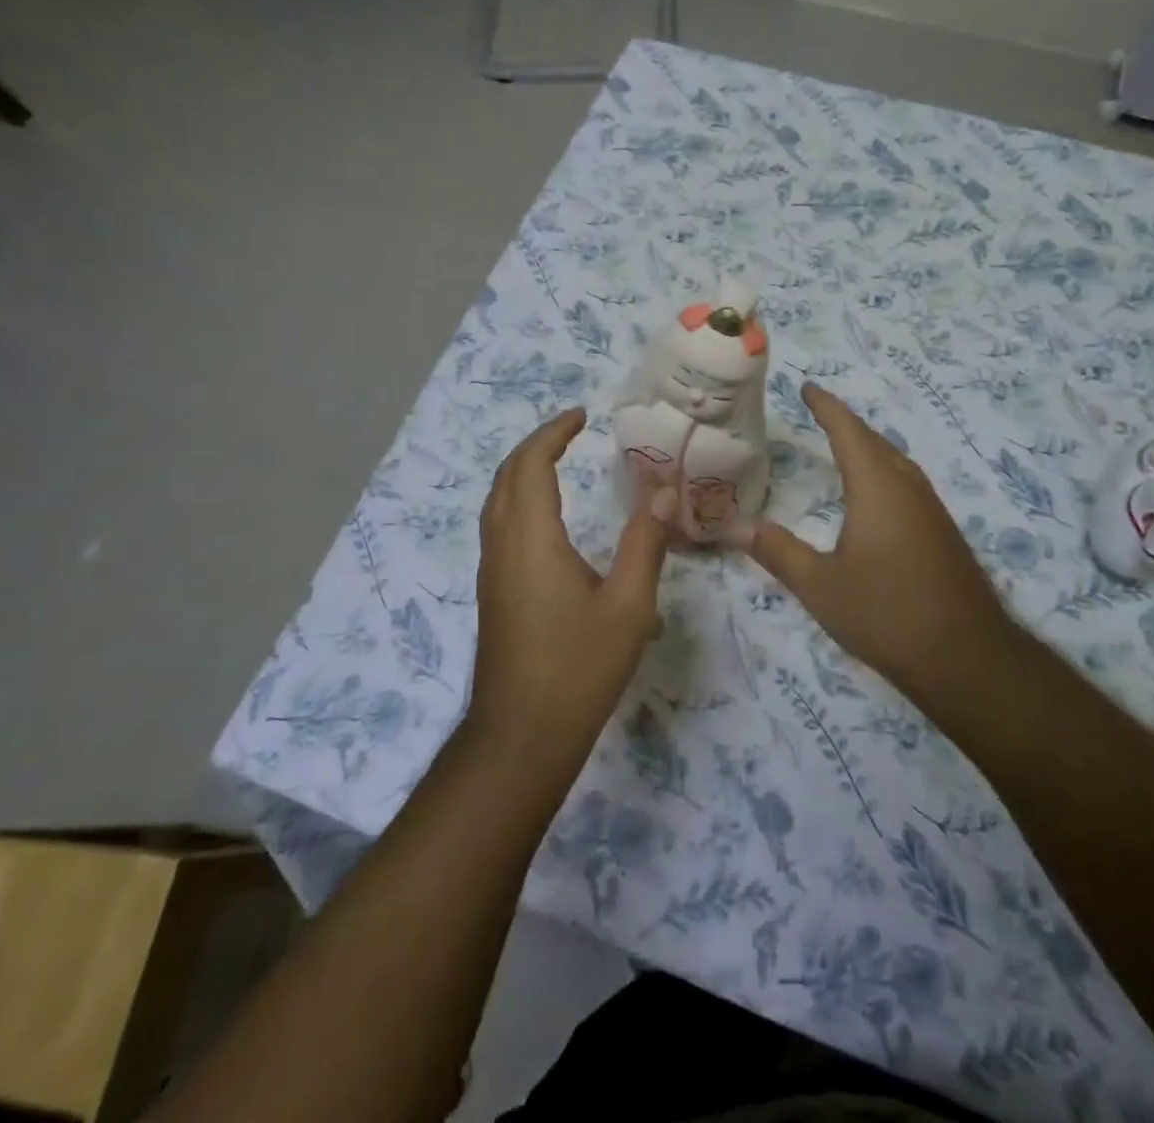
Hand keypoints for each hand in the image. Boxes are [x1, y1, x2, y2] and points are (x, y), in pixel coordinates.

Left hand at [468, 409, 670, 765]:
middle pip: (506, 477)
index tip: (582, 416)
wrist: (521, 737)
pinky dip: (519, 500)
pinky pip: (499, 526)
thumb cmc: (577, 669)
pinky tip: (546, 519)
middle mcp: (502, 547)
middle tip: (571, 432)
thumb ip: (645, 543)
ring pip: (497, 503)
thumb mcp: (627, 606)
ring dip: (522, 472)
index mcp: (532, 540)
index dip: (553, 433)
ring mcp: (491, 572)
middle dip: (535, 445)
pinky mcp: (492, 593)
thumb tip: (662, 490)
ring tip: (558, 462)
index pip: (531, 465)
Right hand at [747, 384, 1014, 697]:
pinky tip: (875, 497)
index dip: (826, 406)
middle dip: (846, 423)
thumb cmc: (886, 614)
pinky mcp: (943, 533)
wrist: (967, 657)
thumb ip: (778, 552)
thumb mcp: (820, 586)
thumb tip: (737, 525)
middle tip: (819, 413)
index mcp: (877, 487)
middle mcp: (908, 488)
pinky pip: (907, 484)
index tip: (807, 386)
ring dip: (868, 447)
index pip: (847, 431)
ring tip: (843, 446)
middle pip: (875, 441)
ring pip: (896, 462)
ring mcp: (932, 510)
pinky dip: (883, 472)